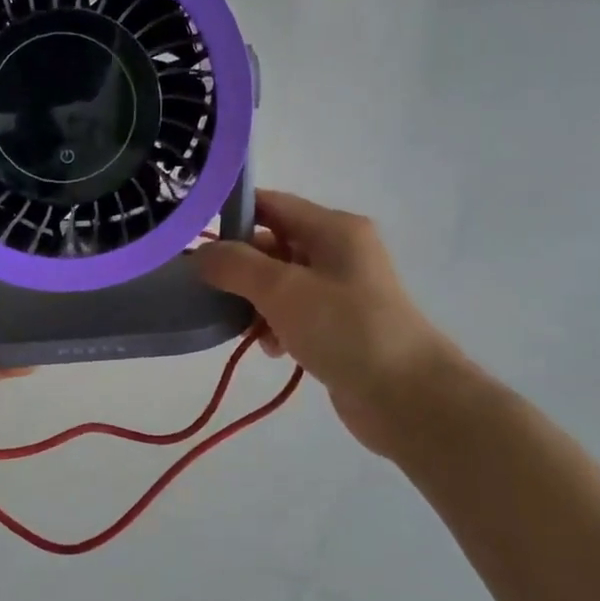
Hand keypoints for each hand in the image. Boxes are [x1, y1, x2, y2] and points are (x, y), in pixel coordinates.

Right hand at [193, 190, 464, 455]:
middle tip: (211, 292)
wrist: (408, 397)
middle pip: (272, 244)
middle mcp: (339, 251)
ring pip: (279, 283)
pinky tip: (272, 349)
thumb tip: (200, 254)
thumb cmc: (345, 329)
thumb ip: (235, 265)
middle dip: (240, 268)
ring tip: (245, 329)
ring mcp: (341, 290)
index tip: (191, 238)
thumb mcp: (282, 290)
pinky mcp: (340, 325)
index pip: (270, 204)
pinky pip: (293, 313)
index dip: (230, 214)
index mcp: (333, 228)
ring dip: (255, 303)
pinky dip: (276, 326)